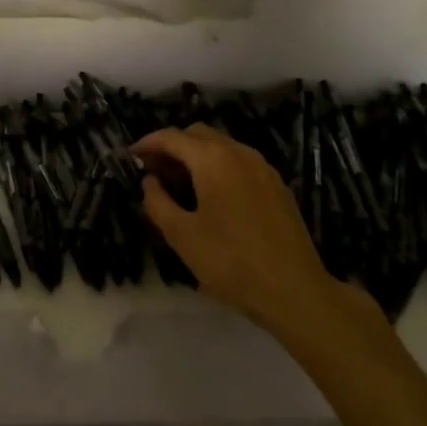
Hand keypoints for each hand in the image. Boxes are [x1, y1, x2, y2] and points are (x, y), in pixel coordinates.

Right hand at [136, 125, 376, 342]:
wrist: (295, 291)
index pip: (172, 137)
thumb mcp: (182, 236)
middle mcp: (238, 152)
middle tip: (154, 170)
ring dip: (196, 155)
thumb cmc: (231, 262)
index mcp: (212, 159)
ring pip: (221, 146)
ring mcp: (262, 167)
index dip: (147, 143)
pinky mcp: (277, 185)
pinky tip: (213, 195)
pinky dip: (219, 166)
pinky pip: (239, 161)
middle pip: (198, 134)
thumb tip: (150, 182)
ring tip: (181, 183)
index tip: (131, 156)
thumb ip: (158, 202)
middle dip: (173, 146)